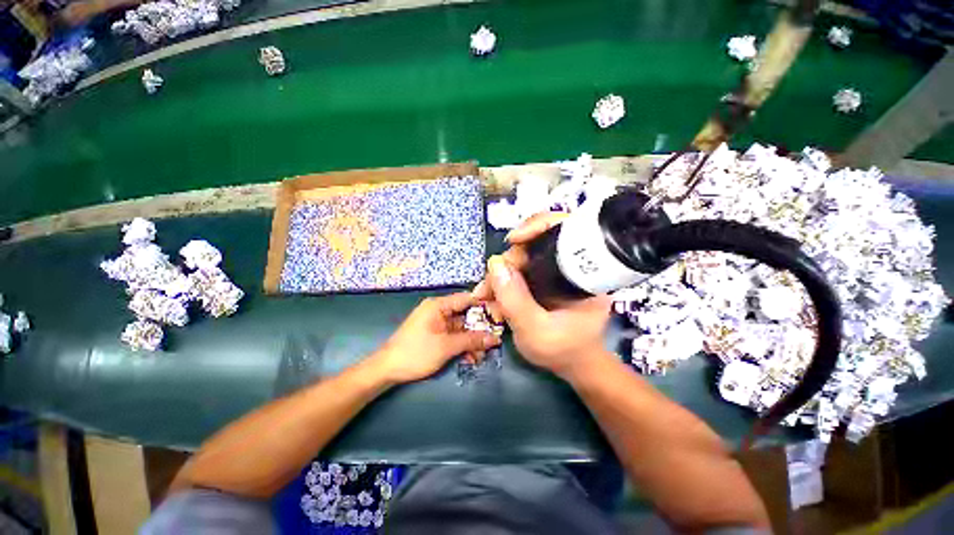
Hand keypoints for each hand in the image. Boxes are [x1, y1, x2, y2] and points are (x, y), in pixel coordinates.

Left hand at [374, 293, 501, 383]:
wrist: (387, 369)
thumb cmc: (416, 353)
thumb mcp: (446, 346)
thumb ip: (471, 340)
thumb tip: (495, 338)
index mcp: (438, 305)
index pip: (467, 298)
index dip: (484, 304)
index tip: (501, 314)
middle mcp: (439, 310)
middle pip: (465, 314)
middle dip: (479, 328)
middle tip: (495, 339)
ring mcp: (437, 323)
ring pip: (461, 327)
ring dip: (472, 340)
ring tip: (482, 355)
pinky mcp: (435, 334)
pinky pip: (454, 336)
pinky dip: (462, 345)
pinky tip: (471, 358)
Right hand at [474, 213, 611, 379]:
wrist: (573, 365)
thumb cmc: (563, 351)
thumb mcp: (535, 331)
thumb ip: (515, 300)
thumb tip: (495, 264)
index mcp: (584, 273)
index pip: (567, 229)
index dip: (538, 226)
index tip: (513, 241)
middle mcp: (572, 266)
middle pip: (536, 244)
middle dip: (507, 262)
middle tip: (488, 287)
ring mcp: (557, 272)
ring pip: (524, 258)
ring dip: (500, 274)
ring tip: (486, 296)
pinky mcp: (546, 280)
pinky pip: (521, 270)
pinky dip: (504, 281)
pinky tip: (494, 297)